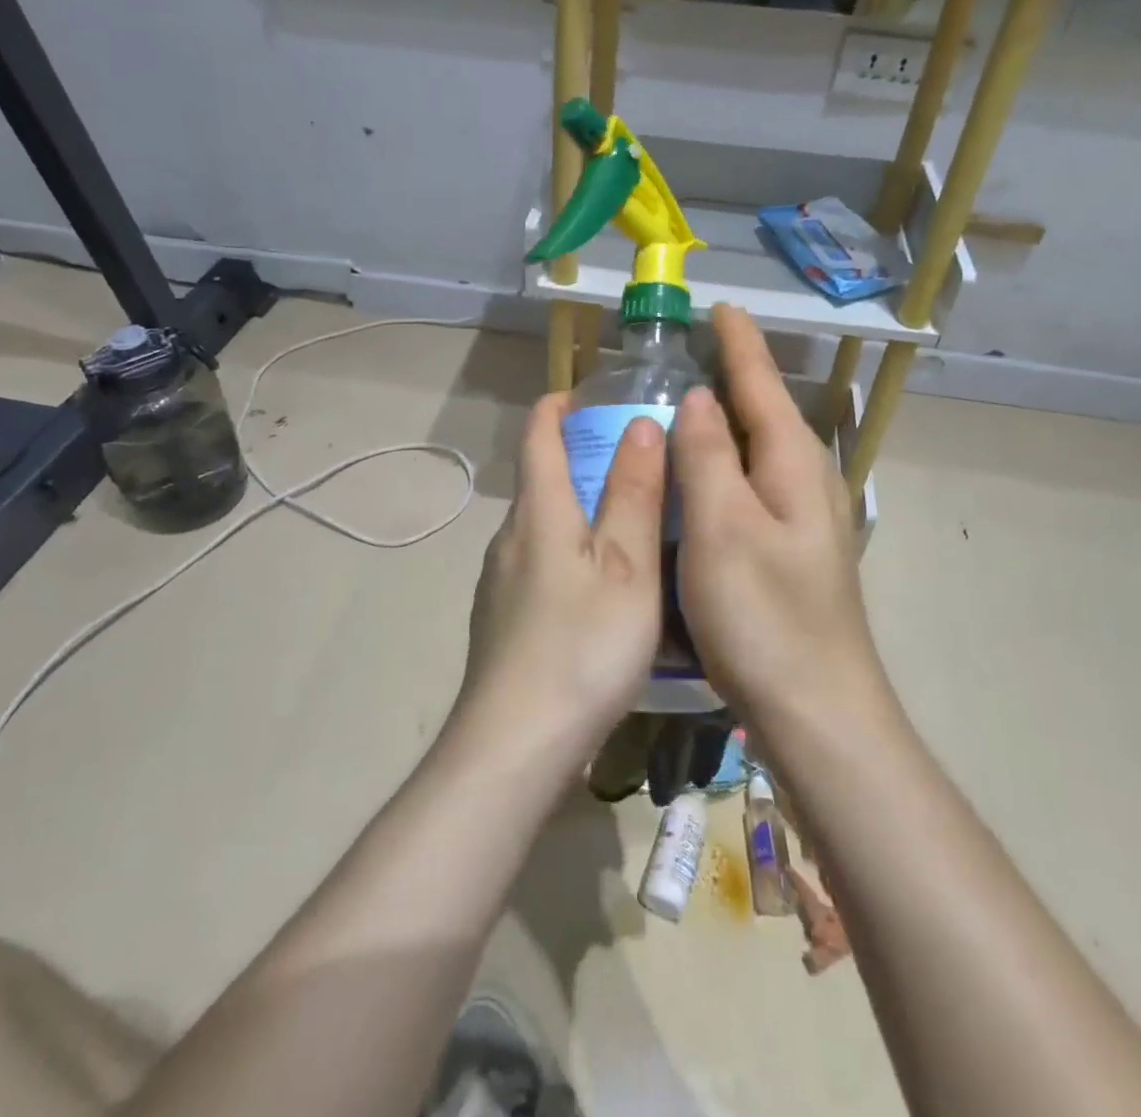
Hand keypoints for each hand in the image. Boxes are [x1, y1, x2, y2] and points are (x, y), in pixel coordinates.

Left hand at [453, 393, 665, 778]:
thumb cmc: (582, 647)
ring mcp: (499, 582)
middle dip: (580, 460)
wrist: (514, 745)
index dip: (557, 407)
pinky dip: (568, 553)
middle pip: (540, 480)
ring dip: (577, 511)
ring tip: (627, 525)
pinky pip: (538, 564)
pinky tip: (599, 591)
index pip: (538, 436)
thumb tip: (640, 424)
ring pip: (541, 526)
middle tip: (635, 463)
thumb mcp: (626, 568)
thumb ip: (633, 494)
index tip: (585, 394)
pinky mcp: (501, 620)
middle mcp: (510, 538)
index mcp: (539, 513)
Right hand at [671, 305, 883, 731]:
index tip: (721, 307)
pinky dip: (727, 467)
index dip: (739, 344)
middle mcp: (807, 482)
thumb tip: (700, 398)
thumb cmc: (763, 615)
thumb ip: (708, 456)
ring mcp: (804, 520)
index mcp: (793, 465)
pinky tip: (703, 481)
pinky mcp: (792, 551)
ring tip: (690, 404)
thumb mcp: (722, 528)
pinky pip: (754, 487)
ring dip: (730, 422)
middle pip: (767, 413)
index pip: (762, 385)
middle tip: (691, 353)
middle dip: (735, 376)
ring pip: (761, 452)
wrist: (816, 709)